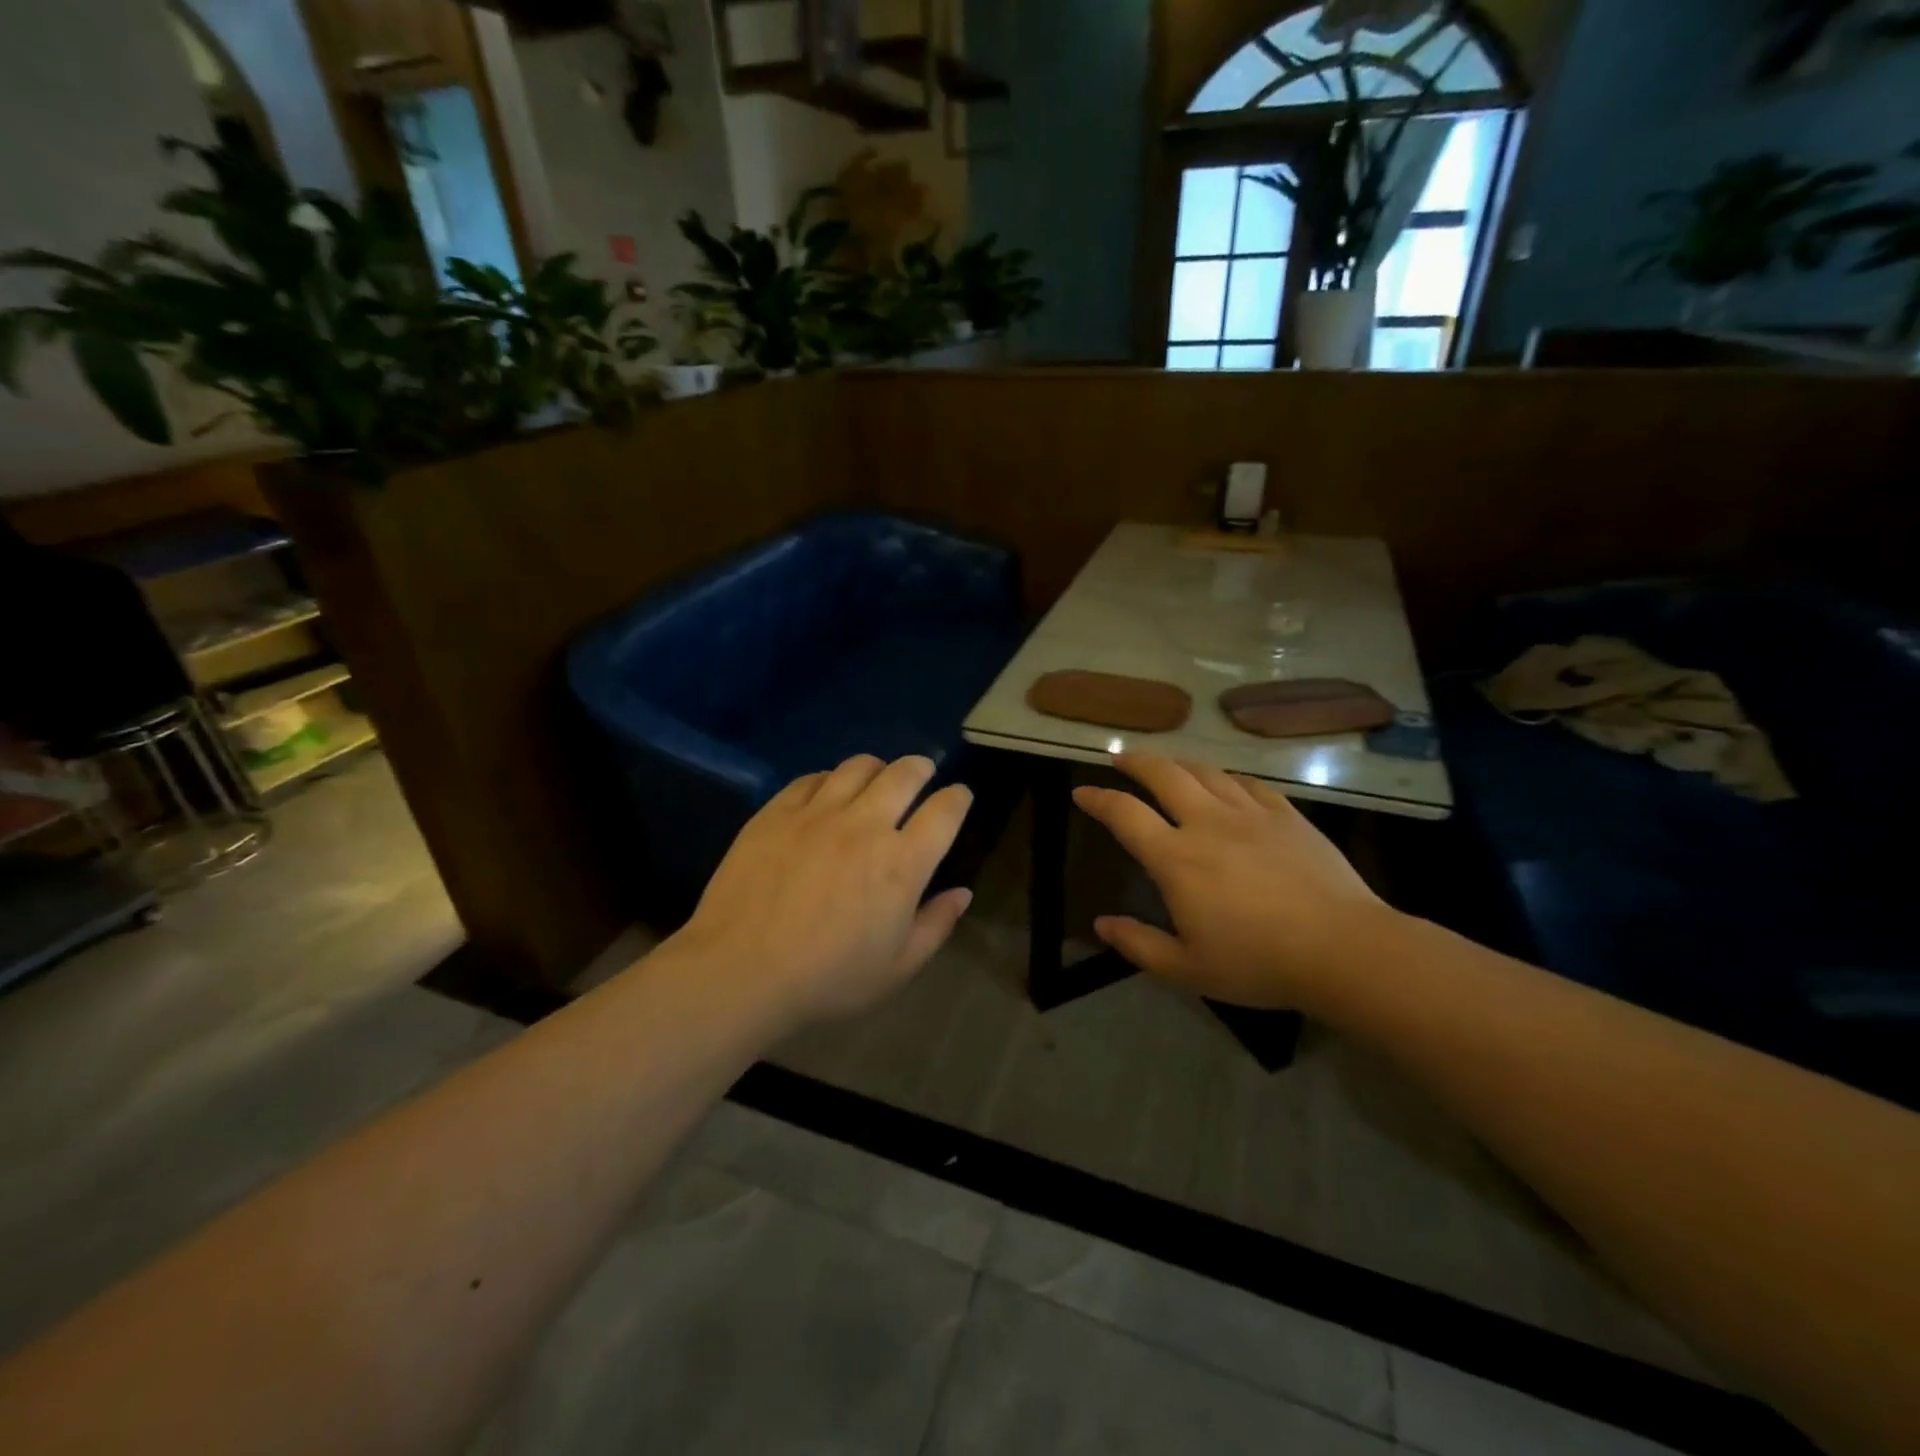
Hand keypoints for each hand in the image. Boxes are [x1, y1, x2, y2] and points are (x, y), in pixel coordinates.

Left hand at [670, 755, 974, 1031]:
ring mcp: (818, 814)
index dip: (958, 798)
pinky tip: (827, 792)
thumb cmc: (827, 979)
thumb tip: (962, 893)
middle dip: (921, 768)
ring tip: (877, 777)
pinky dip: (830, 779)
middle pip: (904, 774)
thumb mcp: (896, 968)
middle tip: (923, 772)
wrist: (740, 971)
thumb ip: (936, 925)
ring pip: (858, 767)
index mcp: (902, 863)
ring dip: (877, 767)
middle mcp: (865, 825)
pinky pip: (812, 778)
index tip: (959, 796)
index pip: (944, 812)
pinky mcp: (777, 812)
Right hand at [1072, 756, 1395, 1009]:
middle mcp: (1207, 823)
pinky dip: (1226, 779)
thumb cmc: (1258, 963)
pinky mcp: (1286, 815)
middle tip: (1119, 757)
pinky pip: (1248, 784)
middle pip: (1163, 774)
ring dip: (1178, 764)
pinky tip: (1225, 784)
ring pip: (1205, 772)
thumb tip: (1102, 924)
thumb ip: (1139, 944)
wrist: (1343, 949)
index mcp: (1176, 858)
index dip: (1098, 799)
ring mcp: (1250, 814)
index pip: (1124, 814)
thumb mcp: (1188, 968)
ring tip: (1167, 766)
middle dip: (1135, 762)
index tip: (1081, 792)